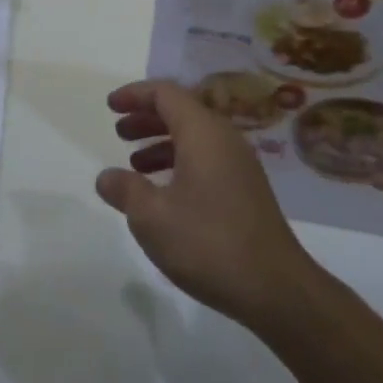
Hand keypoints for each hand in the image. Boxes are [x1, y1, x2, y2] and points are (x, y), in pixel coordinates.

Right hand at [98, 80, 318, 330]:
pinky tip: (164, 192)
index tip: (110, 106)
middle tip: (119, 132)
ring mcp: (239, 165)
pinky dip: (179, 162)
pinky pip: (206, 159)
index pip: (166, 93)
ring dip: (161, 142)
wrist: (276, 289)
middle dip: (147, 117)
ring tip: (134, 164)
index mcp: (203, 133)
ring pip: (194, 137)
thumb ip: (125, 190)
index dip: (135, 94)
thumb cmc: (208, 243)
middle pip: (181, 111)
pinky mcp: (246, 190)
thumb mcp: (152, 217)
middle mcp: (224, 139)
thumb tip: (106, 177)